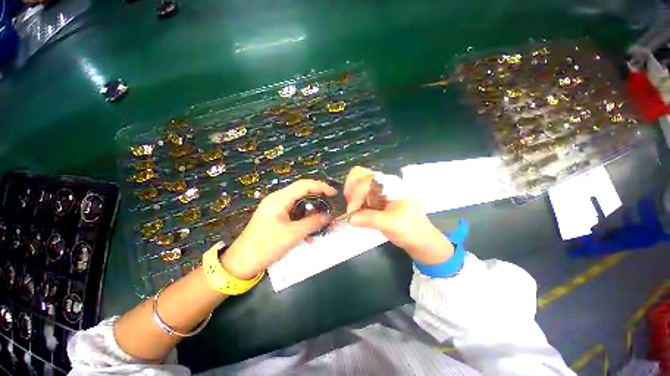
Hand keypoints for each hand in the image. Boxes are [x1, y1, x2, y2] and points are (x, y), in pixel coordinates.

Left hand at [221, 180, 336, 279]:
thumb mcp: (292, 235)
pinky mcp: (277, 218)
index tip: (334, 194)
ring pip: (300, 204)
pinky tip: (310, 233)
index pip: (304, 185)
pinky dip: (305, 220)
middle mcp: (278, 200)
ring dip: (312, 212)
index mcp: (279, 199)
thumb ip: (312, 223)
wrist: (241, 263)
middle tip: (331, 207)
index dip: (321, 186)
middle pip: (302, 193)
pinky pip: (295, 214)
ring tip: (323, 221)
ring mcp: (277, 209)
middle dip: (318, 199)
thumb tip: (329, 216)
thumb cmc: (265, 246)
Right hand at [344, 166, 453, 264]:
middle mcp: (384, 183)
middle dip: (351, 189)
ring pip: (358, 183)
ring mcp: (379, 190)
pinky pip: (359, 194)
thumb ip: (371, 219)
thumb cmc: (411, 229)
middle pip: (360, 174)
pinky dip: (354, 201)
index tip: (352, 212)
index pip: (367, 180)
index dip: (357, 194)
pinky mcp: (375, 199)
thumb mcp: (392, 224)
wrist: (419, 239)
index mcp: (391, 185)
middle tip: (351, 205)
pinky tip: (357, 212)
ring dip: (351, 195)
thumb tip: (350, 218)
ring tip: (353, 210)